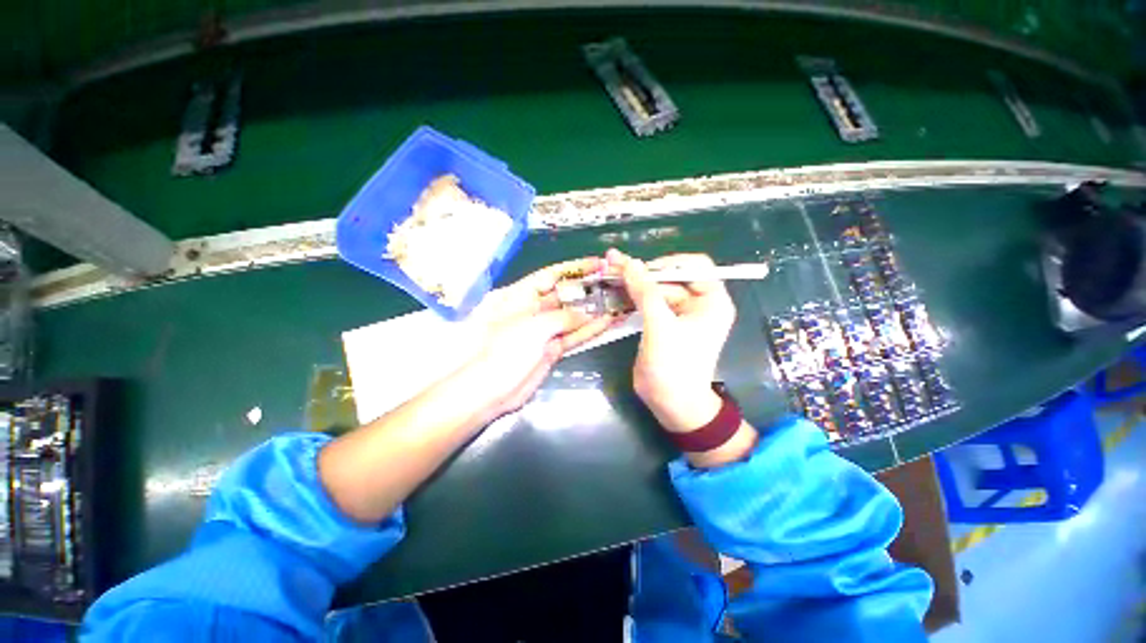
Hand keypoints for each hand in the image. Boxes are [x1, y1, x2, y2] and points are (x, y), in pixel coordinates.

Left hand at [455, 258, 617, 422]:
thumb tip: (588, 314)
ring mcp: (542, 332)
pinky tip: (608, 323)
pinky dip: (589, 331)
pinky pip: (572, 337)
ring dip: (594, 312)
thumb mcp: (533, 326)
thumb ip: (563, 317)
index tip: (598, 263)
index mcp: (519, 295)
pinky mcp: (551, 350)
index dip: (575, 269)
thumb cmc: (505, 350)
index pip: (551, 275)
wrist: (488, 391)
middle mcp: (532, 310)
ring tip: (617, 303)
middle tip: (615, 285)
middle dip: (588, 291)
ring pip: (572, 318)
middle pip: (564, 296)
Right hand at [607, 249, 736, 432]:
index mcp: (711, 301)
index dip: (669, 263)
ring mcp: (679, 314)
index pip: (695, 266)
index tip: (642, 269)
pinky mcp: (663, 324)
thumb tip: (629, 262)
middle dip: (644, 273)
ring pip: (656, 289)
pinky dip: (633, 297)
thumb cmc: (675, 366)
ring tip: (609, 274)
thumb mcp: (661, 326)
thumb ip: (645, 292)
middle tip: (613, 267)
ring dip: (634, 283)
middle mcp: (698, 303)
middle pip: (671, 277)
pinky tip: (614, 290)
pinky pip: (648, 303)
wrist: (671, 404)